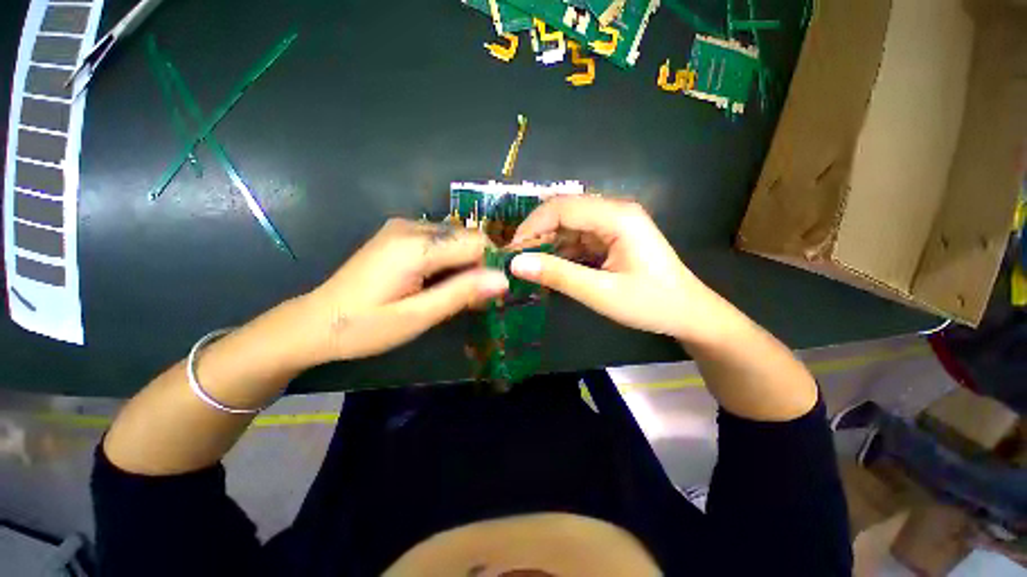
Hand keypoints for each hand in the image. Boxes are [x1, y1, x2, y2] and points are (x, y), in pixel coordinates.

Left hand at [305, 219, 508, 361]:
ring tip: (451, 296)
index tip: (490, 294)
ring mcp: (403, 227)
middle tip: (470, 301)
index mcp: (415, 245)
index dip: (491, 265)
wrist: (316, 322)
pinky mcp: (399, 235)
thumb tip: (503, 280)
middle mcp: (411, 226)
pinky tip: (436, 284)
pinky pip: (440, 243)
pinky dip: (448, 262)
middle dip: (477, 267)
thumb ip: (462, 294)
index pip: (476, 242)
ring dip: (463, 266)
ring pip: (455, 241)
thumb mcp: (418, 316)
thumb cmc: (365, 327)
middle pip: (466, 239)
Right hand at [509, 196, 735, 342]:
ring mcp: (613, 224)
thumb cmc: (651, 304)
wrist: (689, 314)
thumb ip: (558, 276)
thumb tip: (516, 264)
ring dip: (547, 244)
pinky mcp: (611, 237)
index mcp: (617, 217)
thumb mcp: (601, 293)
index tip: (511, 252)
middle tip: (517, 260)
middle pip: (563, 212)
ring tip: (529, 267)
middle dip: (537, 234)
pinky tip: (550, 268)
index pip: (562, 208)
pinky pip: (577, 238)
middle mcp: (614, 212)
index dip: (532, 226)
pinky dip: (561, 252)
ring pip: (568, 225)